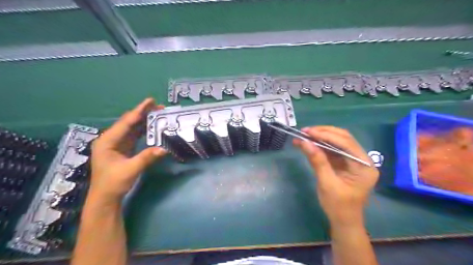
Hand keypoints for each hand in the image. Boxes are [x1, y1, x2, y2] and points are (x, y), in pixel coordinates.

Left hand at [90, 98, 166, 203]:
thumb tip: (164, 149)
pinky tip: (152, 126)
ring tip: (158, 113)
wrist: (105, 197)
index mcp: (108, 141)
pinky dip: (143, 130)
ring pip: (132, 128)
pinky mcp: (123, 149)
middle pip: (129, 122)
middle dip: (143, 113)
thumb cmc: (113, 183)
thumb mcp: (130, 170)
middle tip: (159, 106)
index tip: (151, 101)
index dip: (139, 111)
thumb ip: (146, 158)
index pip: (126, 122)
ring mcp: (117, 144)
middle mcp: (111, 139)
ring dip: (144, 120)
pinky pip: (134, 135)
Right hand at [294, 126, 378, 225]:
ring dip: (320, 137)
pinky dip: (319, 145)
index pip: (346, 143)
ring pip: (337, 142)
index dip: (326, 135)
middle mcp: (361, 159)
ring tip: (304, 135)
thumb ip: (317, 161)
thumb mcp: (327, 184)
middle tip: (305, 131)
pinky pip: (332, 150)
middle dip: (323, 133)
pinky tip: (308, 143)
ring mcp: (353, 160)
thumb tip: (305, 142)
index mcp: (364, 166)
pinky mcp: (344, 163)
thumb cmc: (338, 206)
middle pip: (343, 138)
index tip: (308, 132)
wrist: (343, 221)